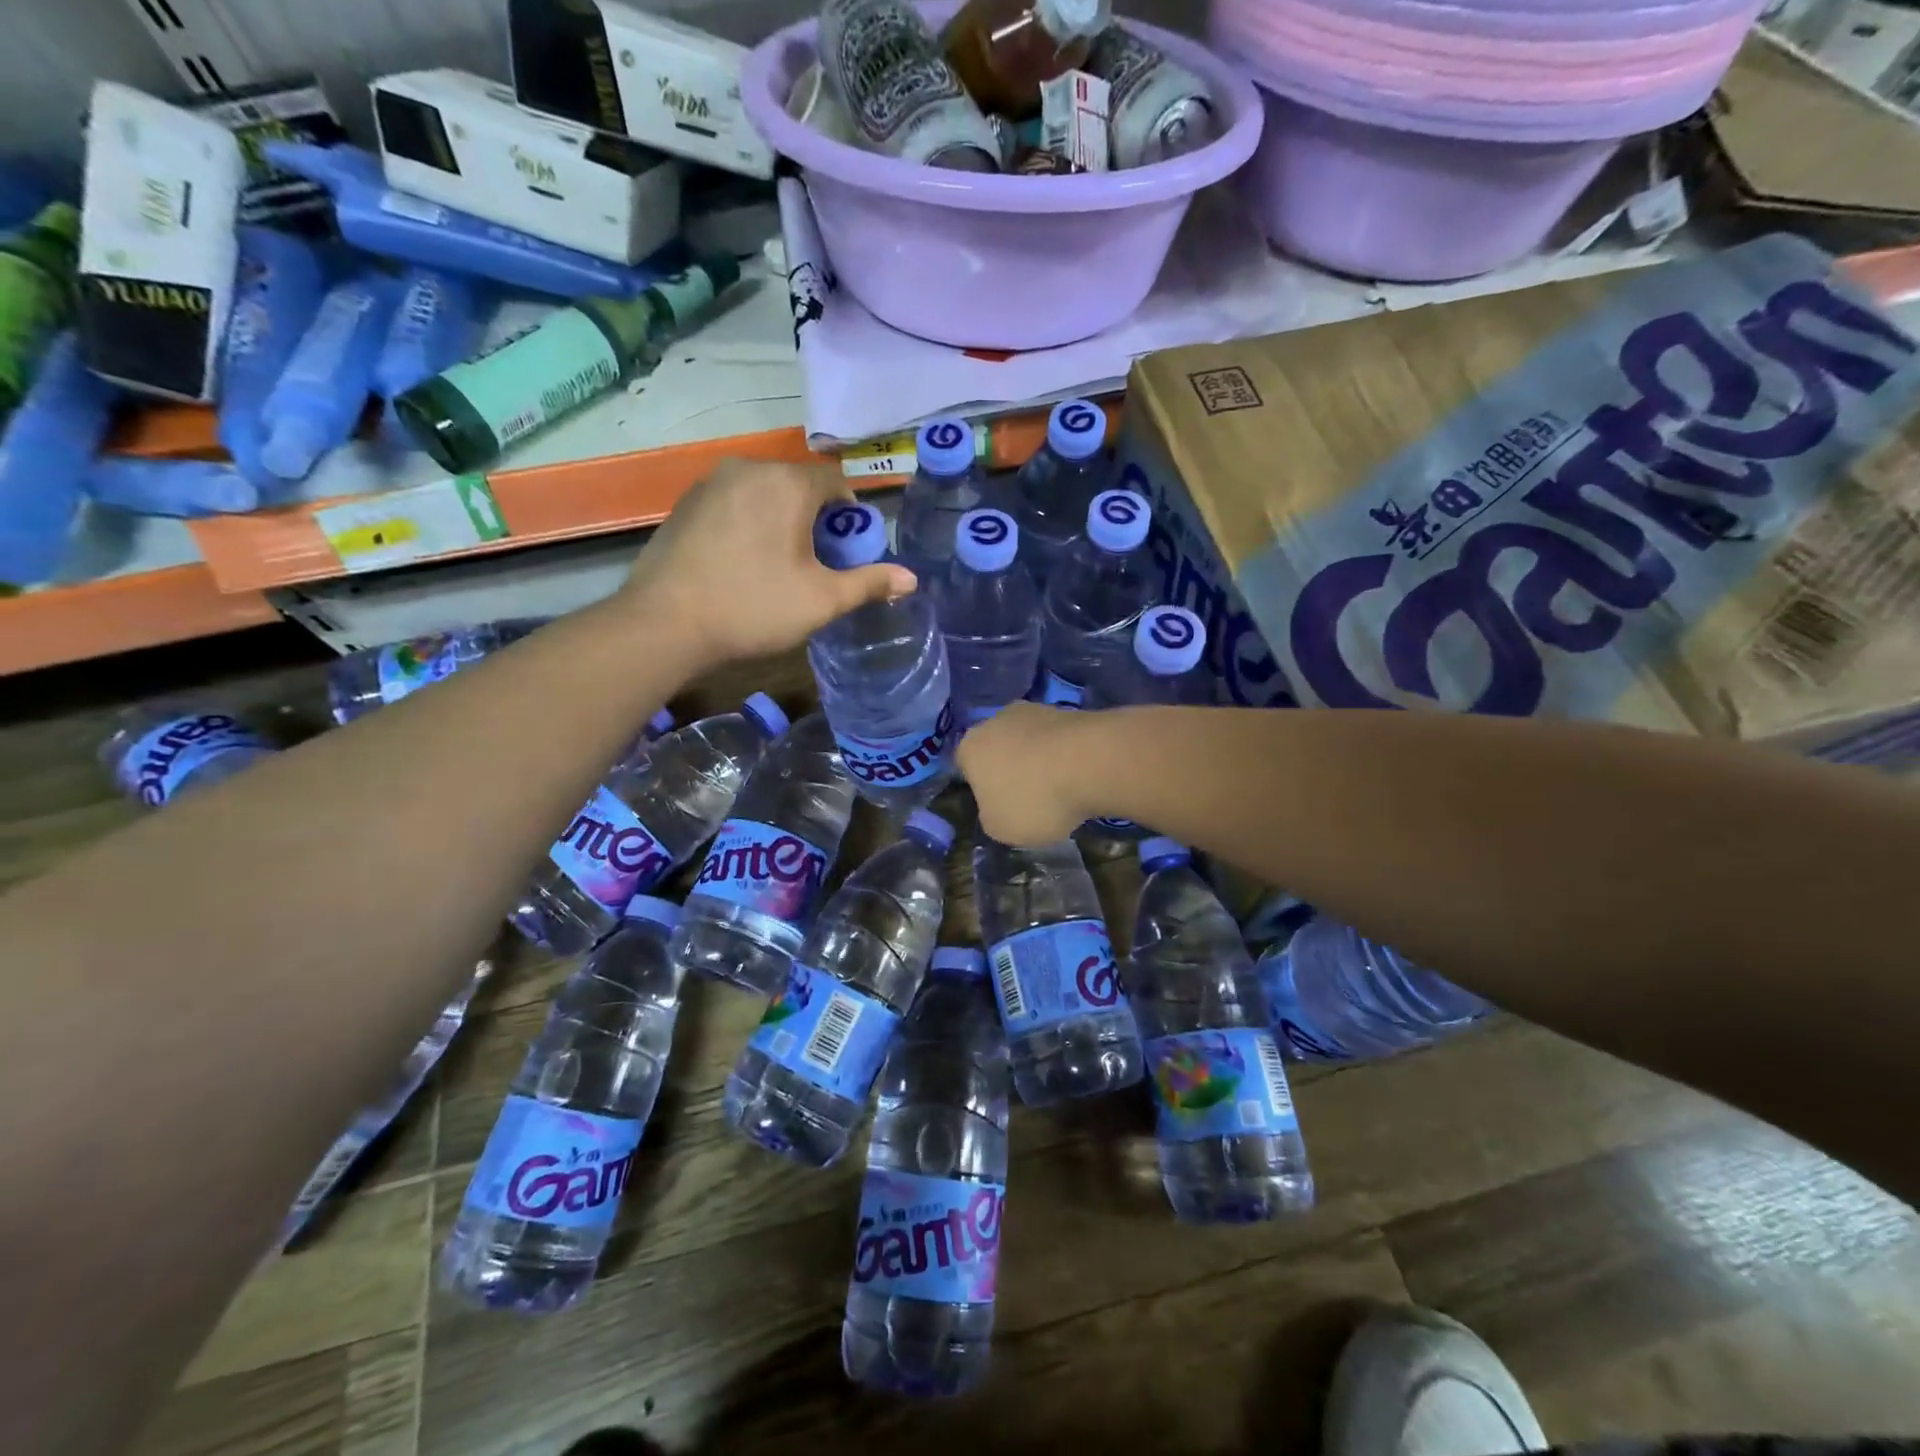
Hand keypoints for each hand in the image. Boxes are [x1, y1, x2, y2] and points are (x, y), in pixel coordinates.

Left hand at [623, 461, 914, 665]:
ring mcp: (710, 483)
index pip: (835, 482)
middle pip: (798, 485)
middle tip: (816, 563)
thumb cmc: (754, 606)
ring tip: (778, 565)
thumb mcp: (822, 600)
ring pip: (763, 493)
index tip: (846, 550)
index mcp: (787, 483)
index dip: (850, 515)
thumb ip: (869, 583)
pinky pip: (733, 504)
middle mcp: (749, 469)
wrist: (665, 623)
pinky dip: (748, 523)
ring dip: (780, 520)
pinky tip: (741, 563)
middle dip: (815, 518)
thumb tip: (911, 579)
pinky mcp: (684, 504)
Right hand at [957, 702, 1106, 844]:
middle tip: (1030, 799)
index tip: (1000, 807)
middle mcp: (996, 720)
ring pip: (1029, 741)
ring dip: (1040, 761)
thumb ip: (990, 817)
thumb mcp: (1000, 828)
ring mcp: (1034, 710)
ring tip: (1060, 790)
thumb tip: (996, 807)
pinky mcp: (1068, 710)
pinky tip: (1079, 776)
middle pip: (998, 749)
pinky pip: (1058, 739)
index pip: (966, 768)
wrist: (1091, 761)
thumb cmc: (1034, 799)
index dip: (982, 789)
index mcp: (970, 747)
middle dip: (1011, 771)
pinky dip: (1065, 755)